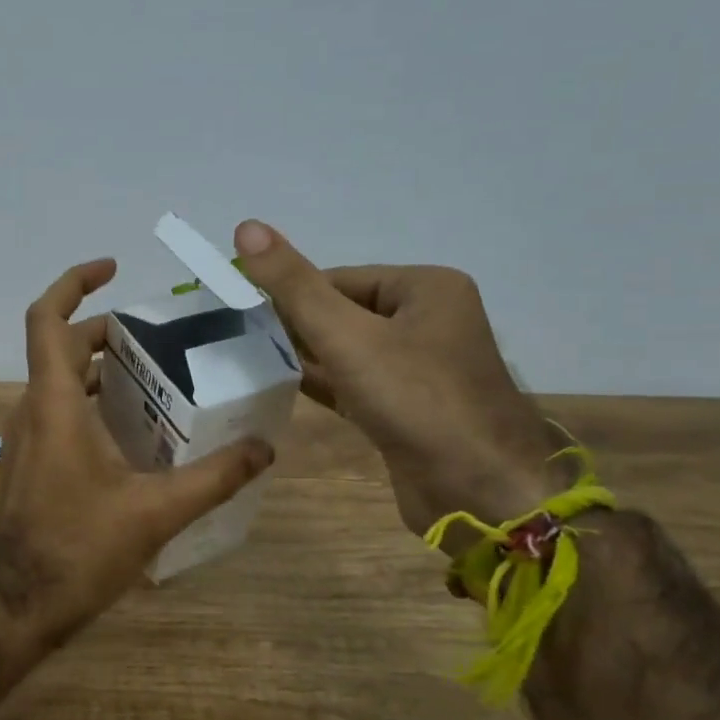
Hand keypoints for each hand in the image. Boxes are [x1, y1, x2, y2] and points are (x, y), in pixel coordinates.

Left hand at [0, 258, 275, 630]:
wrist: (14, 606)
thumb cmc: (77, 549)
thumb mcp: (156, 511)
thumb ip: (214, 477)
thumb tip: (264, 449)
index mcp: (54, 402)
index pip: (47, 319)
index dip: (73, 282)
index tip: (111, 268)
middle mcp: (33, 409)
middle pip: (60, 346)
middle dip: (103, 330)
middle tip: (156, 334)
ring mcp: (27, 438)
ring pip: (59, 381)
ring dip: (99, 367)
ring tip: (154, 373)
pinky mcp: (31, 464)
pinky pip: (60, 411)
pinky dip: (92, 401)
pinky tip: (134, 429)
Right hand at [231, 221, 561, 535]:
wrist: (478, 493)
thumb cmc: (416, 399)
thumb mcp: (348, 335)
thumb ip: (295, 285)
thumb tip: (246, 226)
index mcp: (426, 289)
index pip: (341, 278)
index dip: (291, 294)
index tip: (243, 312)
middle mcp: (428, 322)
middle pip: (344, 313)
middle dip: (296, 326)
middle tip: (241, 339)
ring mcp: (420, 369)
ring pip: (348, 351)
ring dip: (305, 356)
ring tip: (250, 361)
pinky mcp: (408, 409)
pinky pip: (356, 384)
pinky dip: (323, 384)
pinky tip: (281, 386)